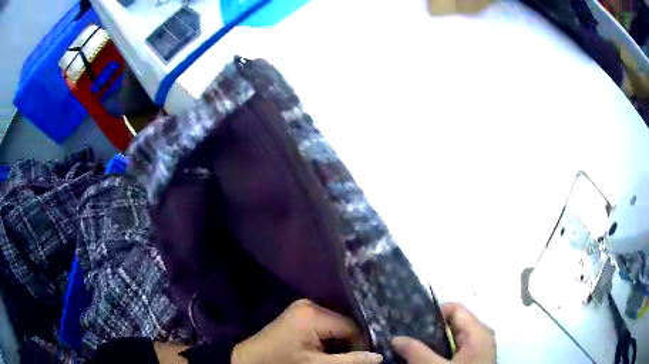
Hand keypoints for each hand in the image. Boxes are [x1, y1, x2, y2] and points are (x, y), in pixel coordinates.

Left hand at [231, 299, 382, 363]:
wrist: (251, 361)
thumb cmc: (284, 363)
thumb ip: (351, 360)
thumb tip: (379, 356)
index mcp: (313, 313)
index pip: (352, 326)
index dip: (360, 344)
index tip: (362, 358)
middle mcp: (308, 304)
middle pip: (343, 323)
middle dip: (348, 342)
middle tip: (348, 357)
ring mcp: (301, 308)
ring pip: (334, 324)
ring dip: (338, 340)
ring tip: (337, 354)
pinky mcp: (297, 314)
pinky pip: (322, 324)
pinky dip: (327, 337)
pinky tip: (325, 348)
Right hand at [391, 303, 495, 363]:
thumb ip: (416, 352)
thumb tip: (396, 338)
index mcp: (478, 332)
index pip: (454, 309)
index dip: (432, 313)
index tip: (410, 323)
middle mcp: (480, 337)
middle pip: (452, 324)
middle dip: (428, 330)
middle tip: (406, 336)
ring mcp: (476, 350)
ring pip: (451, 339)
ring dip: (431, 344)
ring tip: (409, 348)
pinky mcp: (472, 361)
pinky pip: (454, 351)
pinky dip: (438, 353)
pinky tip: (423, 359)